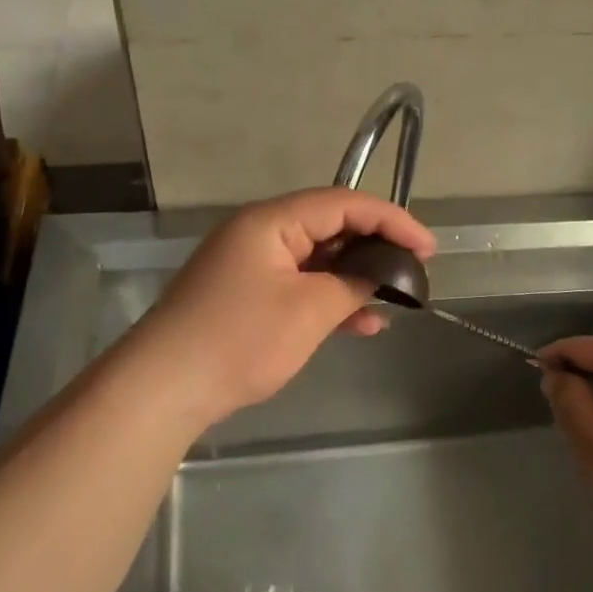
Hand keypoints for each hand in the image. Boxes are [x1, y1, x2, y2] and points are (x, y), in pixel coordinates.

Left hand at [131, 188, 435, 424]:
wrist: (164, 388)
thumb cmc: (240, 339)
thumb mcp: (309, 310)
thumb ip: (353, 283)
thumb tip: (385, 273)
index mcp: (272, 221)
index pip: (344, 203)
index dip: (392, 220)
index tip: (428, 248)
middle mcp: (260, 232)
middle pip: (330, 226)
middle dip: (376, 246)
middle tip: (415, 269)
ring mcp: (251, 265)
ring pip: (317, 259)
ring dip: (356, 276)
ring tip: (395, 297)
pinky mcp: (247, 295)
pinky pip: (299, 285)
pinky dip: (330, 299)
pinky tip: (362, 324)